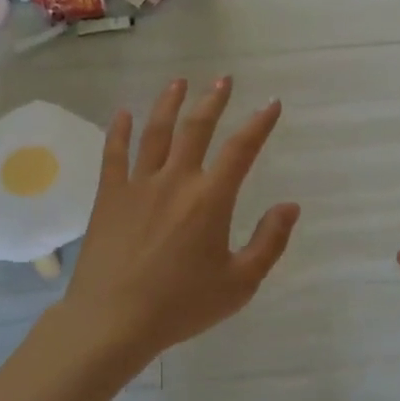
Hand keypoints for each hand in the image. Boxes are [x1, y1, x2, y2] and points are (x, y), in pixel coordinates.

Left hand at [62, 77, 299, 368]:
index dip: (259, 123)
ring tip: (178, 82)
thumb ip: (269, 242)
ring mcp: (138, 185)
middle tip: (223, 79)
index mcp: (210, 199)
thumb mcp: (240, 283)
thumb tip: (290, 206)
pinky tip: (123, 113)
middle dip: (213, 100)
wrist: (113, 321)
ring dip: (169, 103)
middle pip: (197, 128)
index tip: (271, 103)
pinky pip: (113, 154)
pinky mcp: (109, 197)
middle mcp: (176, 180)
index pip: (241, 149)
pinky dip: (119, 131)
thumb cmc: (181, 305)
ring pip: (156, 132)